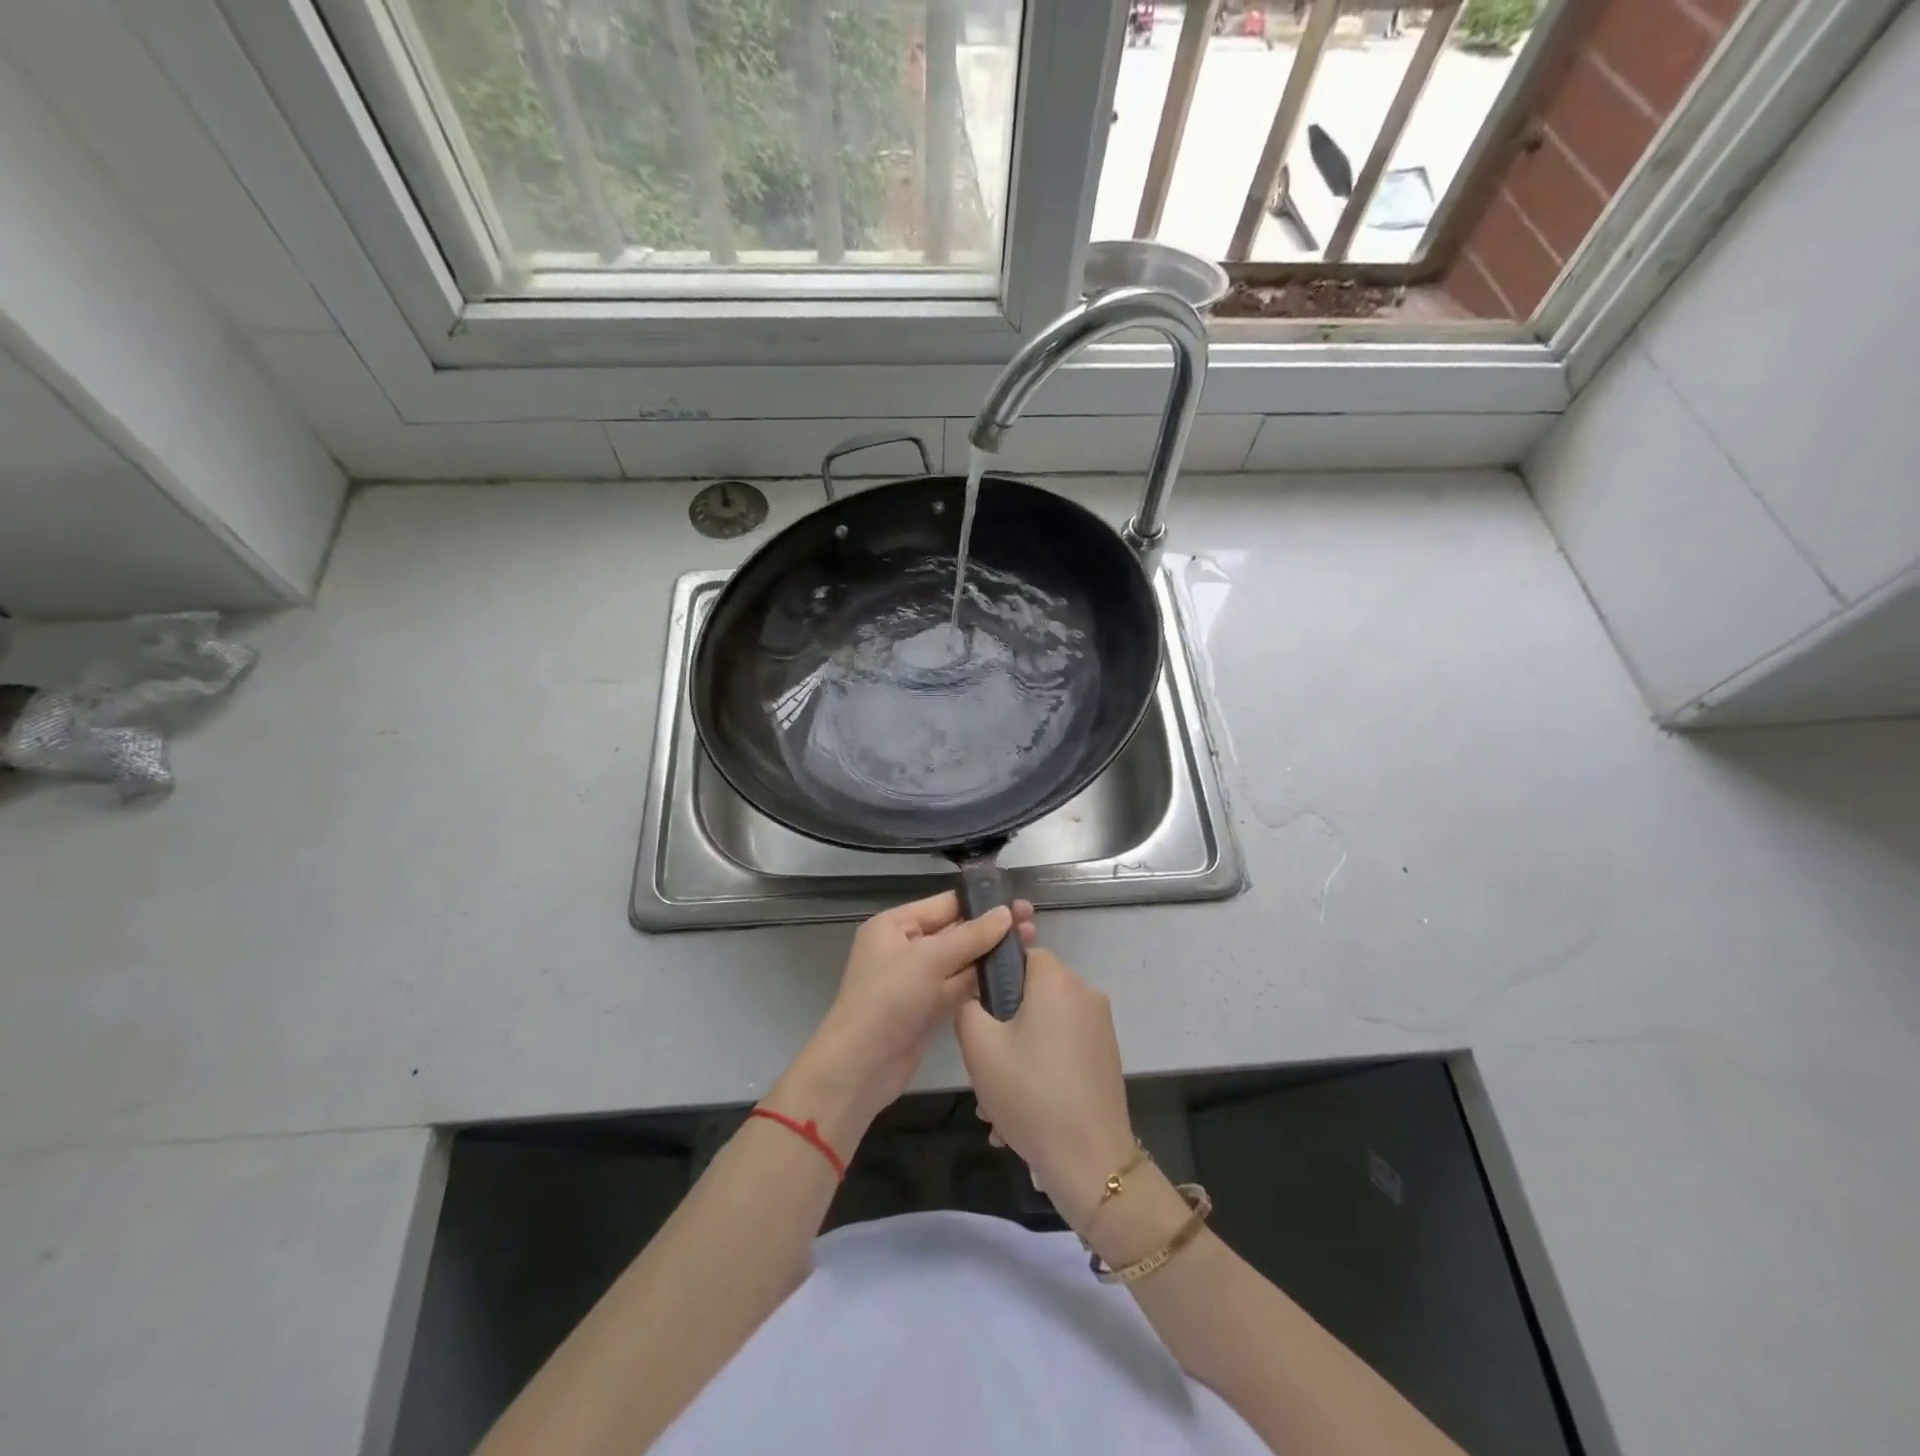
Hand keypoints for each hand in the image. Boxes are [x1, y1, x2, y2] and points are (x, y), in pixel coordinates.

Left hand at [775, 892, 1036, 1148]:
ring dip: (990, 955)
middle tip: (1032, 924)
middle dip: (991, 929)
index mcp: (895, 925)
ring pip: (960, 960)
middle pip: (955, 931)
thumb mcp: (929, 959)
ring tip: (1031, 945)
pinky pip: (959, 986)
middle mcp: (905, 947)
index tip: (1018, 902)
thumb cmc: (888, 1000)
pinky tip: (1013, 976)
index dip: (980, 903)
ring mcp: (917, 980)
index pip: (944, 904)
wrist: (861, 1067)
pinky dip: (981, 982)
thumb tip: (1006, 913)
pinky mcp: (928, 1008)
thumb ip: (970, 936)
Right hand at [954, 947, 1135, 1228]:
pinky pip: (1063, 1049)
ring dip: (1018, 1056)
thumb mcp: (979, 1047)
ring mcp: (1100, 1025)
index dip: (994, 978)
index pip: (1020, 953)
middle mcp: (1084, 992)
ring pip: (1044, 1027)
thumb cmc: (1030, 1093)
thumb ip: (967, 1006)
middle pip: (1032, 994)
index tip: (978, 1014)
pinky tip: (1023, 1115)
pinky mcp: (1107, 1054)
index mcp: (1056, 979)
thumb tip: (976, 996)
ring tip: (997, 1107)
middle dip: (1003, 1027)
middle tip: (983, 1068)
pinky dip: (1042, 1069)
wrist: (1091, 1160)